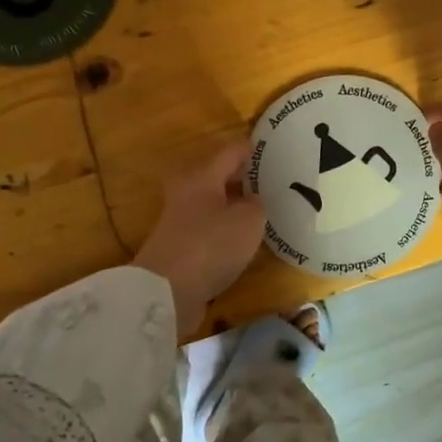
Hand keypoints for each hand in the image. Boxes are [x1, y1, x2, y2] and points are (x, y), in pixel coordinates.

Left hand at [132, 140, 266, 332]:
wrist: (166, 292)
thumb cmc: (211, 245)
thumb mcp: (249, 220)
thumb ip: (256, 205)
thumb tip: (251, 201)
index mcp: (202, 175)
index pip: (231, 151)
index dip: (252, 149)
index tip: (274, 150)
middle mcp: (187, 192)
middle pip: (219, 177)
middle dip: (244, 179)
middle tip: (274, 184)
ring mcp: (180, 221)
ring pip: (214, 204)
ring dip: (235, 206)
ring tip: (265, 212)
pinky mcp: (180, 248)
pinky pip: (210, 230)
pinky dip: (226, 230)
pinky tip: (245, 240)